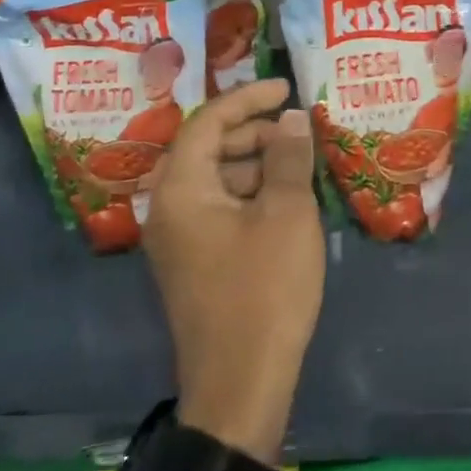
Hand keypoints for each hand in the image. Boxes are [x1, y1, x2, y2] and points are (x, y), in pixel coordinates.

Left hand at [142, 79, 321, 462]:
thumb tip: (292, 118)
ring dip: (257, 164)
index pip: (207, 122)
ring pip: (217, 179)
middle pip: (208, 148)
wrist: (241, 383)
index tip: (287, 87)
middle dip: (254, 131)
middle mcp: (169, 209)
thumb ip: (288, 157)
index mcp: (180, 191)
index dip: (248, 98)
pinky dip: (252, 194)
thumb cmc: (265, 289)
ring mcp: (179, 239)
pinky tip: (288, 201)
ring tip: (301, 165)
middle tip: (298, 129)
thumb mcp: (287, 214)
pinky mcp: (196, 262)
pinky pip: (221, 208)